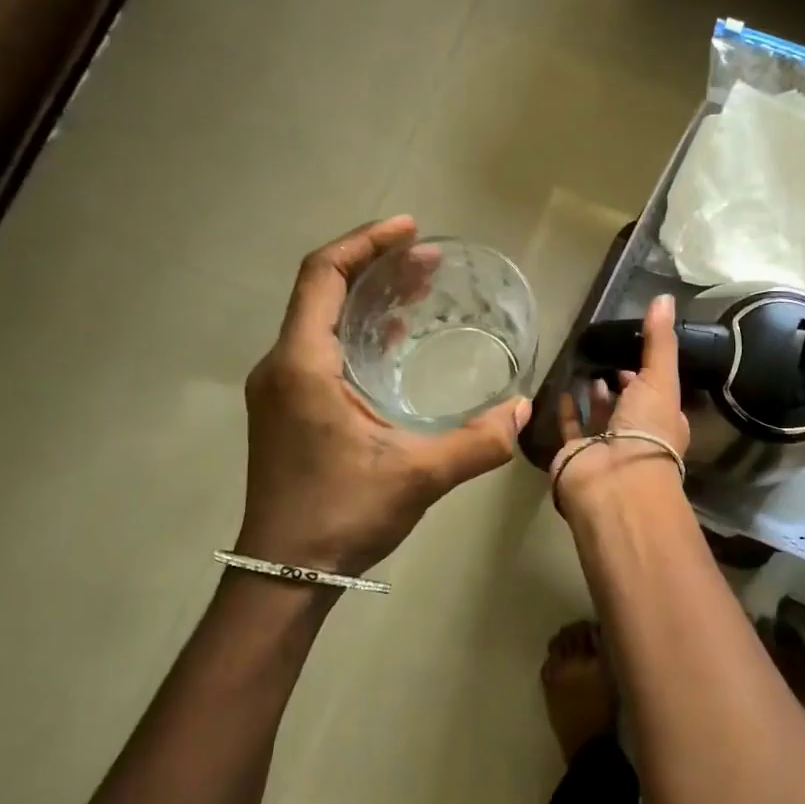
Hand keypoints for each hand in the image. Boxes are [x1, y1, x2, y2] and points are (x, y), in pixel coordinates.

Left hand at [234, 217, 531, 576]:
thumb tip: (523, 411)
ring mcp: (281, 389)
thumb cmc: (342, 514)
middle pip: (323, 291)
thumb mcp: (419, 475)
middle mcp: (283, 366)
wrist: (284, 573)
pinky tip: (395, 342)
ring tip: (419, 288)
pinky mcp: (289, 409)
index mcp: (303, 364)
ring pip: (322, 321)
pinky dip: (359, 333)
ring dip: (368, 300)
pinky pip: (323, 349)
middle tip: (429, 260)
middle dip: (376, 267)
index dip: (366, 243)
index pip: (323, 275)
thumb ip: (478, 442)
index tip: (411, 230)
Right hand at [553, 293, 689, 511]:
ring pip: (600, 418)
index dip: (647, 375)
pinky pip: (571, 429)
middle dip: (620, 384)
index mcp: (665, 422)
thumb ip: (660, 341)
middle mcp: (637, 437)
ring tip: (586, 368)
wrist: (614, 481)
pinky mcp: (576, 455)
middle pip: (628, 406)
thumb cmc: (646, 429)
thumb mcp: (660, 379)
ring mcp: (605, 448)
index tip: (633, 352)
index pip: (657, 394)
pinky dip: (568, 410)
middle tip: (606, 356)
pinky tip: (563, 388)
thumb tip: (665, 297)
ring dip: (596, 396)